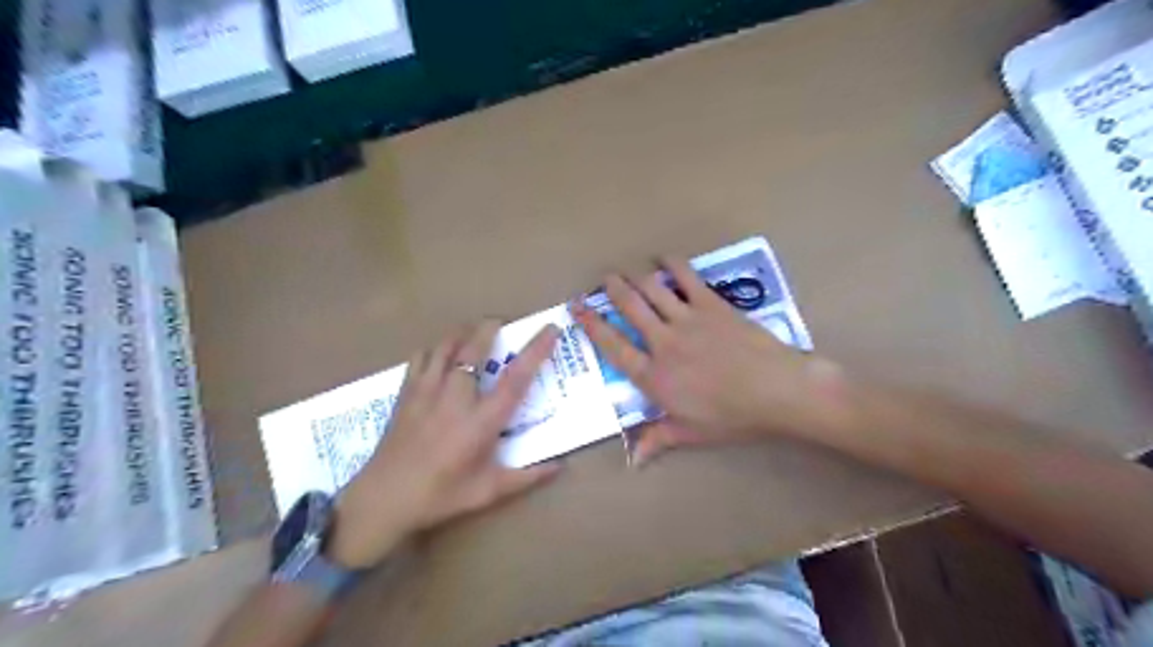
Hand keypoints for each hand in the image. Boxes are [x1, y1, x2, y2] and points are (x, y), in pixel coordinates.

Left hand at [326, 321, 560, 564]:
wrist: (383, 499)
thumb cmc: (441, 496)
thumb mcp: (489, 491)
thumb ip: (527, 477)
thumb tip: (560, 467)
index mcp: (482, 420)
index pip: (516, 378)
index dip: (536, 350)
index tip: (550, 328)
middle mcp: (456, 397)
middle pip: (475, 347)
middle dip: (491, 327)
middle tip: (503, 323)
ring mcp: (427, 390)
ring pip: (446, 345)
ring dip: (464, 333)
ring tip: (474, 333)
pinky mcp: (406, 392)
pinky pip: (421, 356)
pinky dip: (435, 348)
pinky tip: (440, 355)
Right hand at [568, 257, 834, 463]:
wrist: (776, 390)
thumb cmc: (732, 417)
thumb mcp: (691, 433)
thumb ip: (658, 439)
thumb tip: (633, 460)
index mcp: (654, 376)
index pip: (613, 346)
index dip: (593, 325)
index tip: (578, 309)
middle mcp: (663, 342)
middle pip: (629, 308)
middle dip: (612, 290)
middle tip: (604, 280)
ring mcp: (686, 319)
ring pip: (651, 289)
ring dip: (635, 276)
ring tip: (627, 271)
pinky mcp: (711, 304)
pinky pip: (686, 278)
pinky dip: (672, 265)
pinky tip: (664, 259)